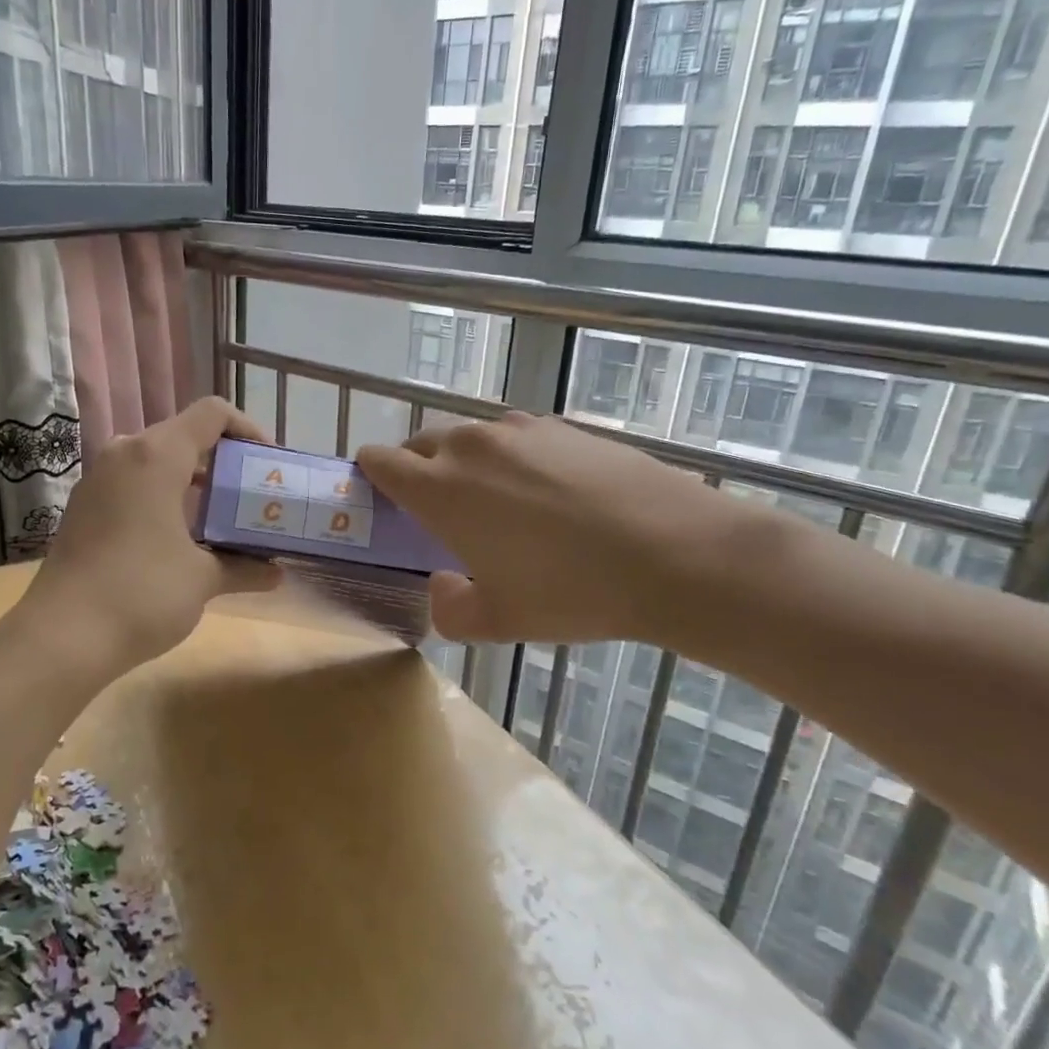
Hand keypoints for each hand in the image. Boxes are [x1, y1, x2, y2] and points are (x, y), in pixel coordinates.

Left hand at [15, 398, 279, 676]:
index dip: (247, 429)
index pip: (212, 414)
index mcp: (157, 456)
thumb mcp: (203, 579)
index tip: (266, 463)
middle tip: (249, 493)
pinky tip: (180, 536)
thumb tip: (276, 574)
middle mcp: (124, 454)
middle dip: (222, 460)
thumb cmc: (141, 594)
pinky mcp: (84, 507)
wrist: (61, 637)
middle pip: (183, 435)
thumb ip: (243, 567)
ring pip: (156, 461)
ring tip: (221, 516)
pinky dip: (163, 496)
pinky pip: (133, 483)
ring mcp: (98, 480)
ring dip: (192, 480)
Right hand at [357, 412, 764, 647]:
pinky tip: (549, 495)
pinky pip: (518, 437)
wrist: (675, 553)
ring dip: (468, 463)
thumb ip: (450, 609)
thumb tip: (443, 585)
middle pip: (422, 442)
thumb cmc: (571, 591)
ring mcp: (521, 430)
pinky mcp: (564, 426)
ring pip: (472, 437)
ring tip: (499, 504)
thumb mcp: (500, 622)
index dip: (372, 476)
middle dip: (418, 469)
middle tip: (440, 512)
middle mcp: (472, 446)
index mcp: (441, 489)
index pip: (380, 460)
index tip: (385, 501)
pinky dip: (514, 458)